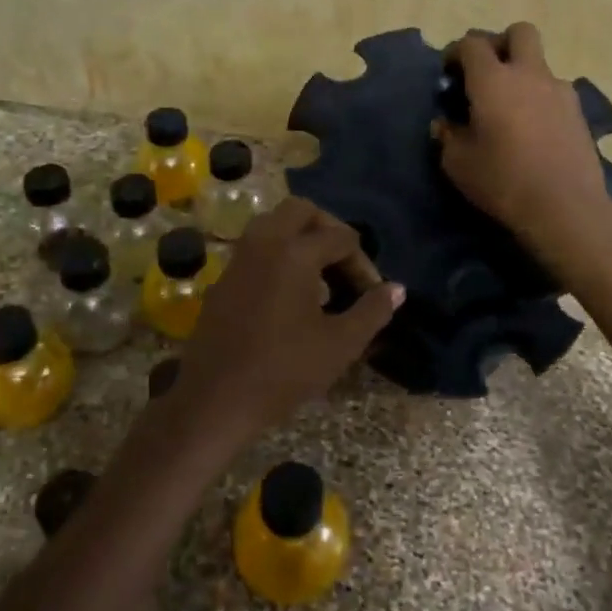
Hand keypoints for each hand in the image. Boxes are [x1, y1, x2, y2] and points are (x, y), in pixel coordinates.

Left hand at [174, 198, 403, 454]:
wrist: (214, 400)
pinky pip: (256, 249)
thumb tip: (396, 289)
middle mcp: (264, 243)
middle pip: (301, 210)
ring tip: (320, 279)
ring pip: (273, 225)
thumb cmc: (283, 371)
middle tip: (344, 263)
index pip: (341, 237)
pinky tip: (290, 296)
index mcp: (295, 253)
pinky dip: (278, 255)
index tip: (371, 295)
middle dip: (328, 229)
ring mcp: (238, 259)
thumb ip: (372, 311)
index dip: (363, 263)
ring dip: (300, 239)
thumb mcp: (340, 345)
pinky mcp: (223, 280)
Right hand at [435, 23, 611, 262]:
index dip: (456, 52)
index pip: (472, 44)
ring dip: (522, 74)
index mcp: (493, 80)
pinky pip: (554, 91)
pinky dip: (539, 98)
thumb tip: (445, 123)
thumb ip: (448, 136)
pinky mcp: (579, 113)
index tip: (448, 73)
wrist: (566, 207)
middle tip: (486, 73)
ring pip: (539, 63)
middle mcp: (529, 74)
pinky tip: (532, 129)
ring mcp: (560, 91)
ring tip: (509, 109)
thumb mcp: (458, 164)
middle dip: (500, 43)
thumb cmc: (503, 181)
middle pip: (519, 32)